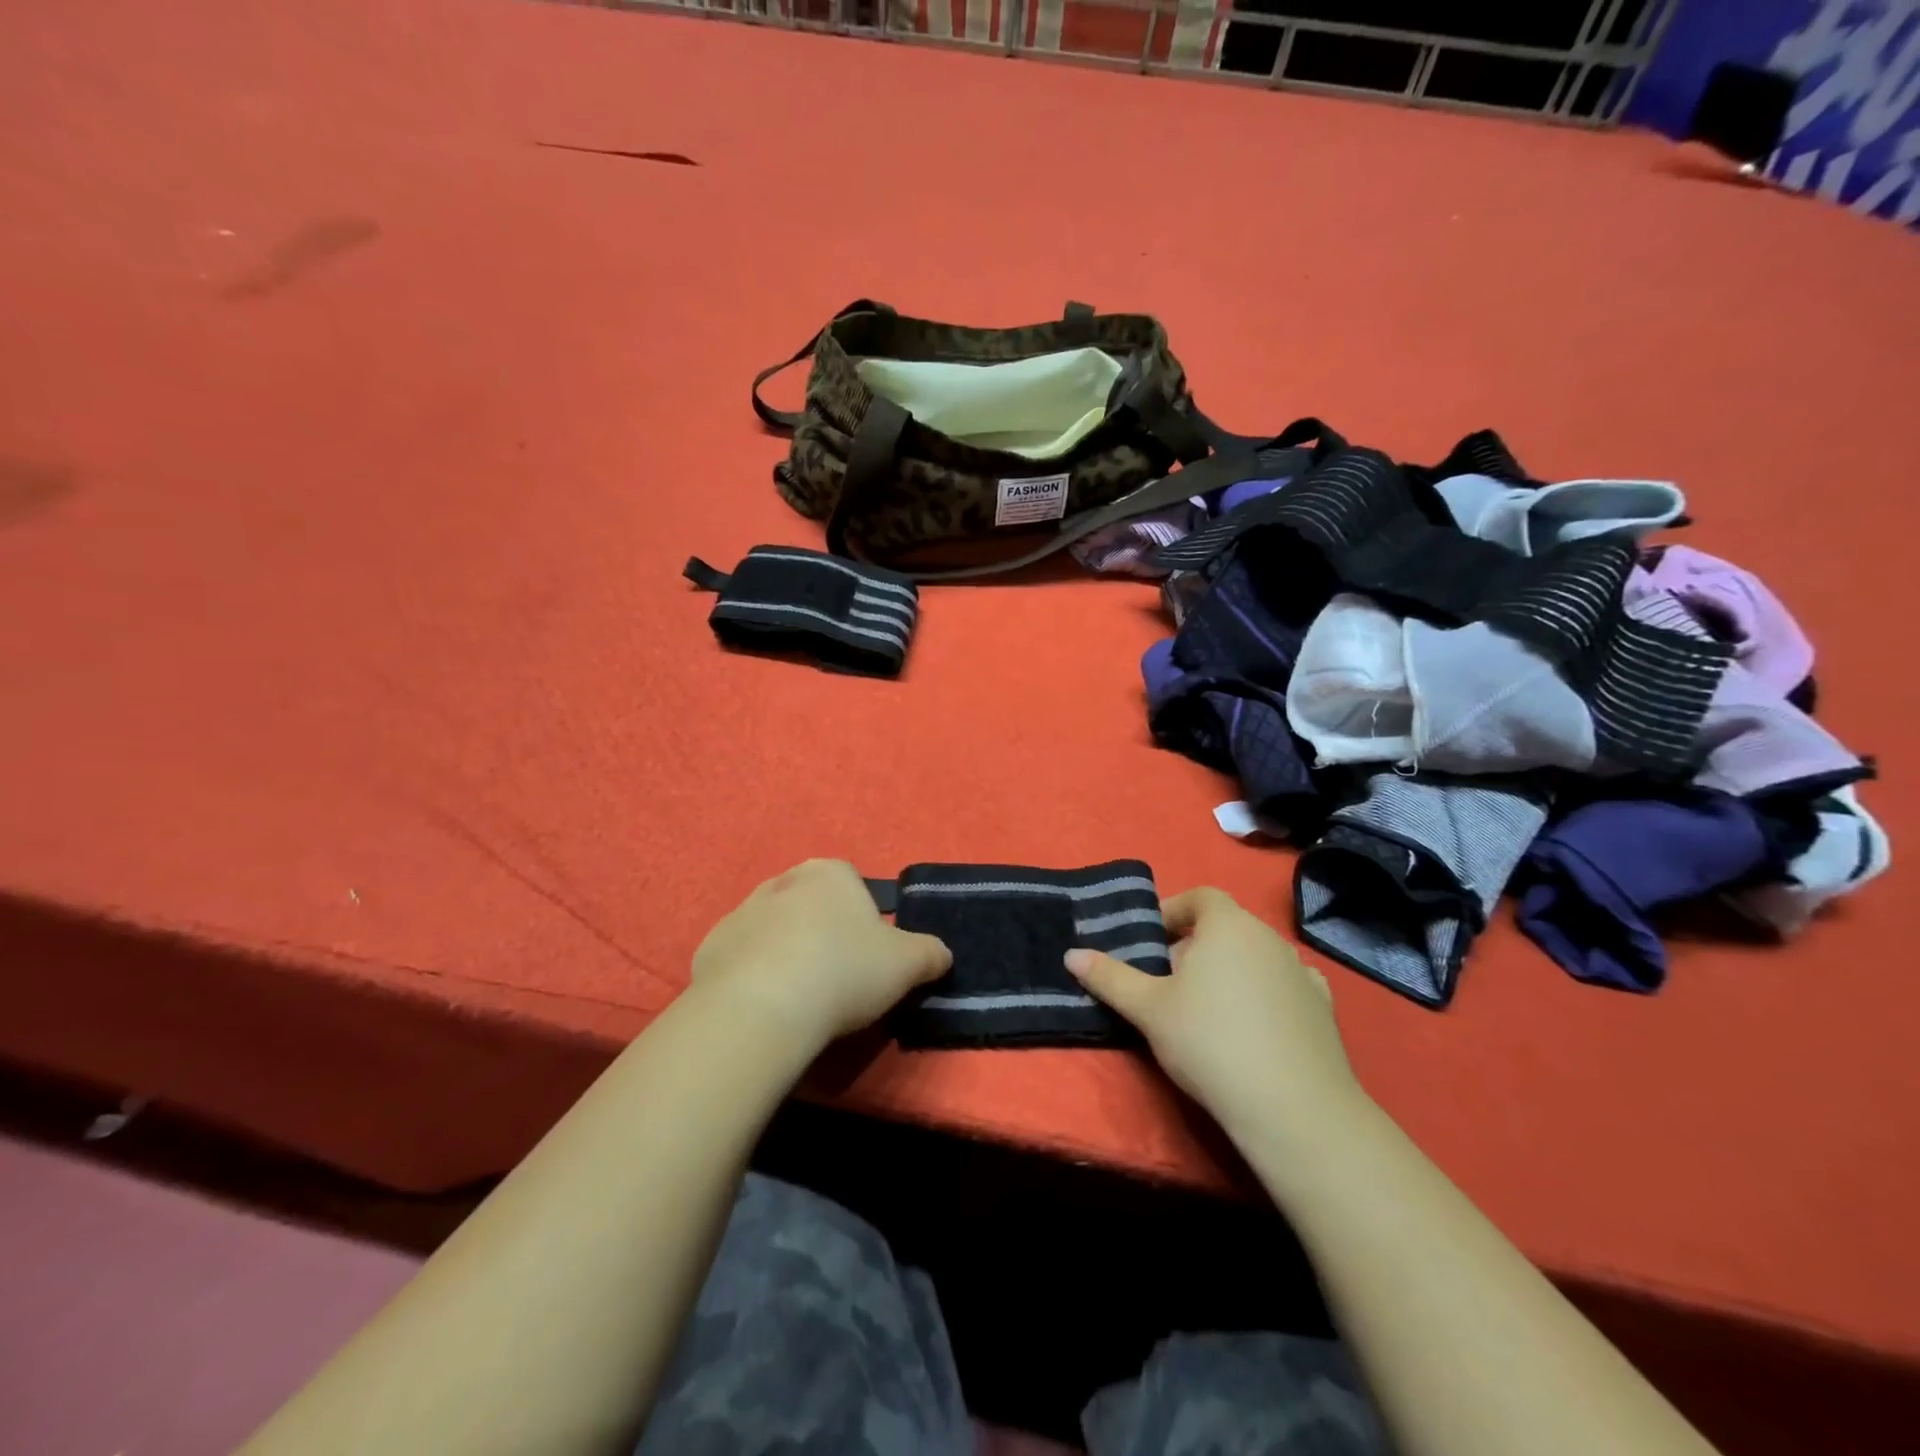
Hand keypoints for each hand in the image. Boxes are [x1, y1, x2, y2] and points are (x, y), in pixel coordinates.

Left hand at [691, 859, 951, 1051]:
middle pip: (811, 905)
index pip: (852, 885)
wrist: (762, 1008)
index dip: (862, 922)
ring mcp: (741, 912)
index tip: (866, 959)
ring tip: (799, 999)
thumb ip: (930, 953)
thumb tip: (942, 954)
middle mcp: (783, 881)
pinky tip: (765, 1007)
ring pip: (774, 931)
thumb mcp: (907, 964)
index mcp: (830, 873)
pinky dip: (753, 977)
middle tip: (836, 979)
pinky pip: (741, 959)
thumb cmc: (843, 971)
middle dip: (822, 934)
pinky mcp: (709, 948)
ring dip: (785, 954)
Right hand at [1064, 887, 1366, 1144]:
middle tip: (1169, 980)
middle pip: (1226, 926)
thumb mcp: (1148, 1010)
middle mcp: (1269, 937)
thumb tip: (1071, 954)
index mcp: (1228, 925)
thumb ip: (1109, 977)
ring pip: (1255, 956)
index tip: (1151, 942)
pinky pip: (1285, 985)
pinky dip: (1266, 993)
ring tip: (1208, 1008)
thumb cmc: (1210, 1042)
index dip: (1172, 912)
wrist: (1293, 1109)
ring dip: (1231, 969)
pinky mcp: (1324, 1008)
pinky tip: (1254, 1025)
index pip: (1200, 897)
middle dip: (1196, 944)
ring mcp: (1302, 972)